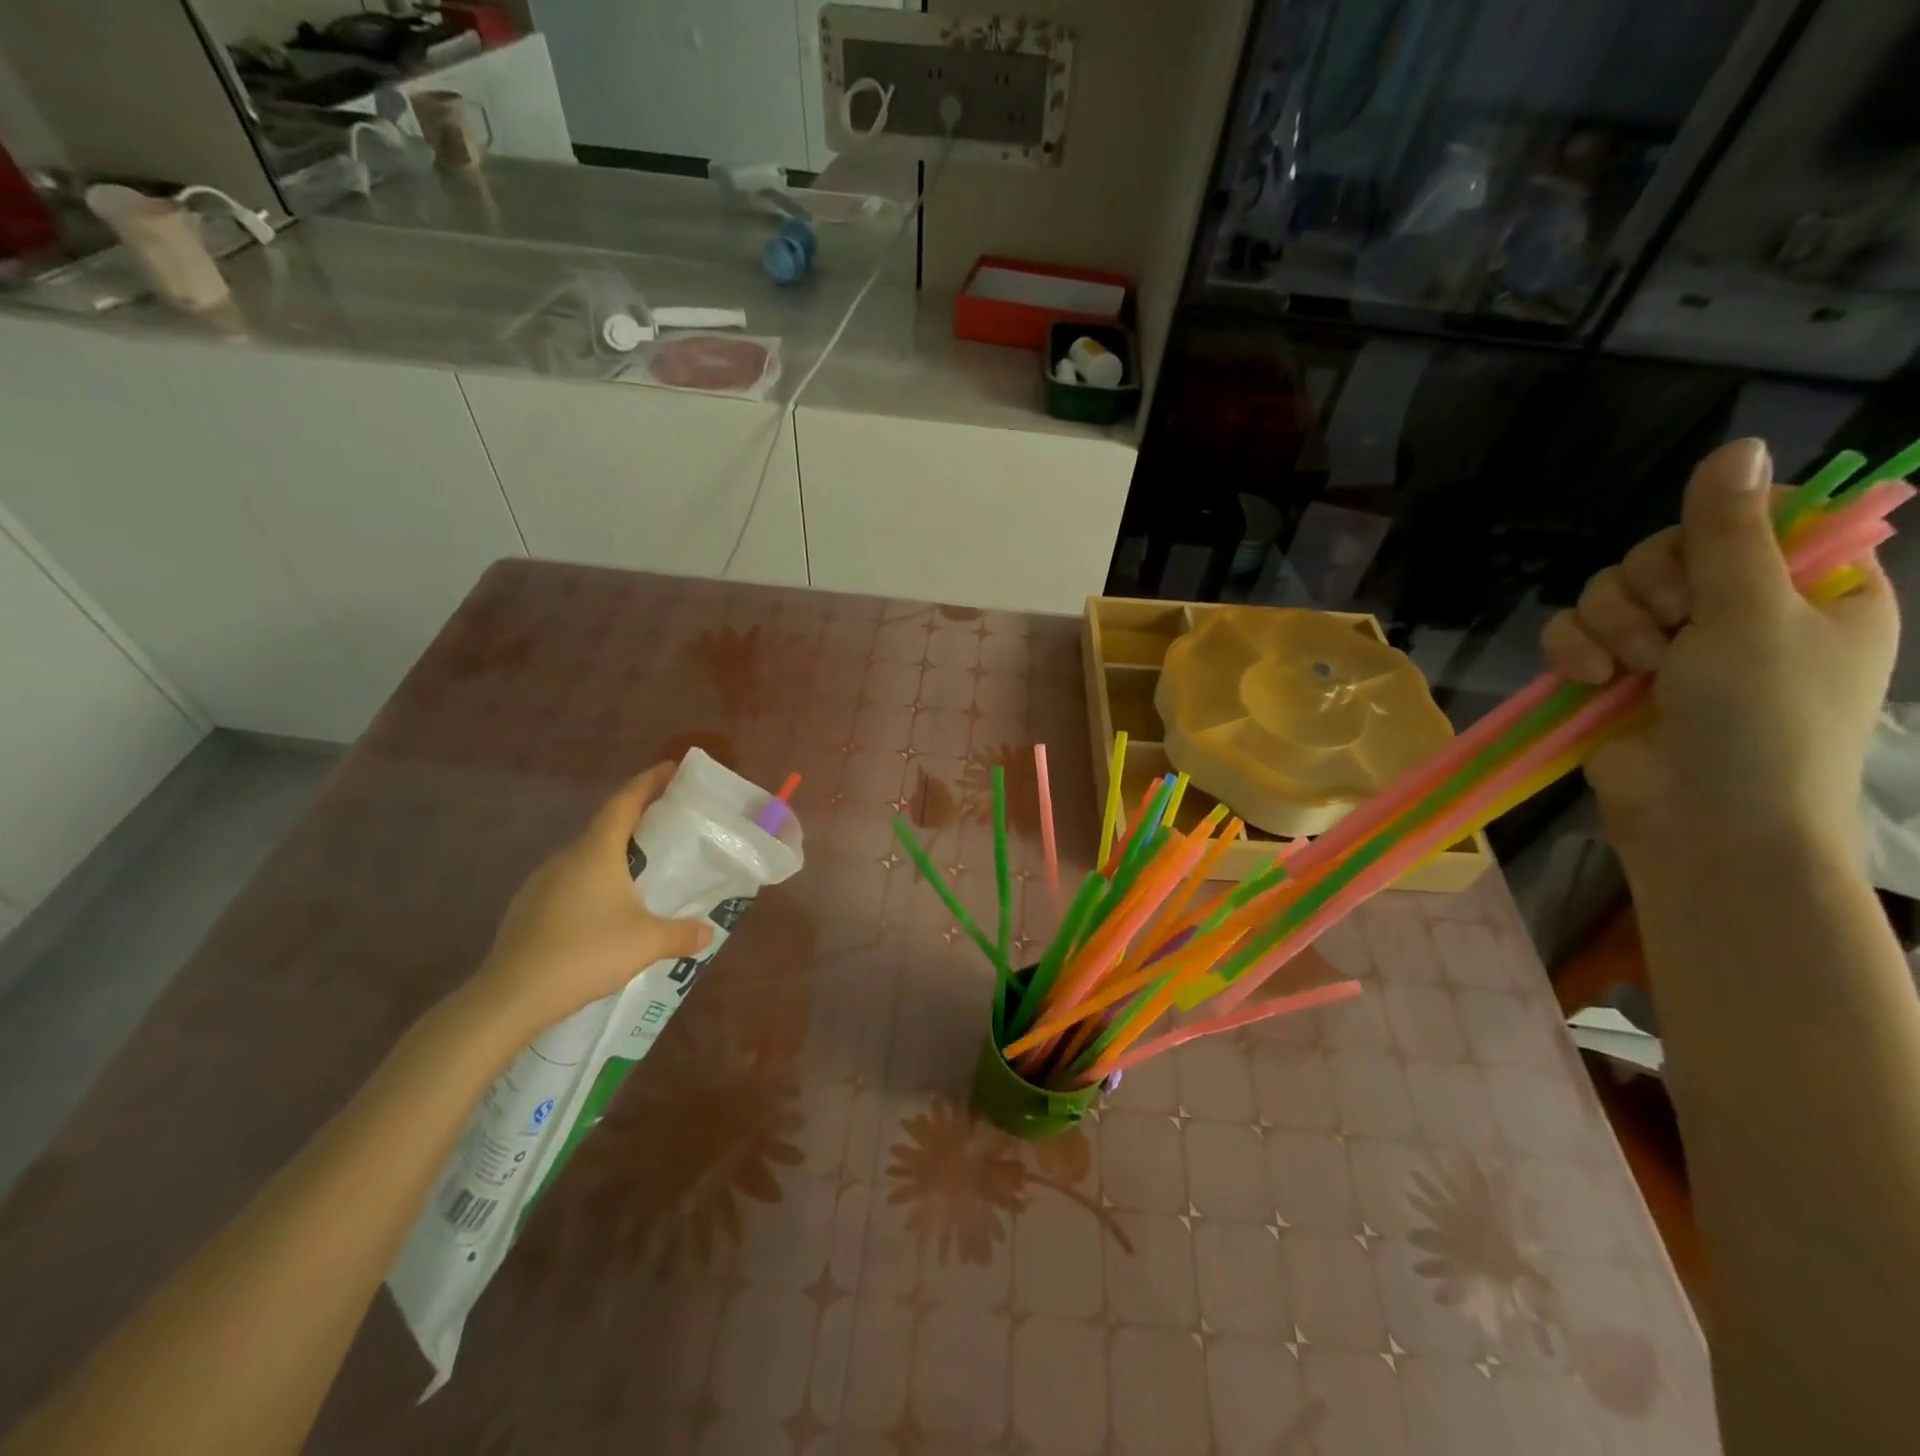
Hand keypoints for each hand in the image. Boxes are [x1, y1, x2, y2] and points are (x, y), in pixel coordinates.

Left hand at [468, 763, 712, 1036]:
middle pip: (606, 825)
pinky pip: (571, 881)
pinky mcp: (529, 908)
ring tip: (642, 869)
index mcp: (596, 852)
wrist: (510, 996)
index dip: (649, 781)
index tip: (671, 767)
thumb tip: (708, 932)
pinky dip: (595, 881)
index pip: (625, 801)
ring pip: (586, 856)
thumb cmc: (584, 953)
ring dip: (615, 853)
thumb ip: (681, 934)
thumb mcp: (646, 943)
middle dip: (638, 818)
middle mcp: (567, 857)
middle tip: (668, 822)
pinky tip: (606, 910)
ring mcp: (542, 882)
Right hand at [1541, 438, 1898, 864]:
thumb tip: (1738, 444)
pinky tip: (1588, 679)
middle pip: (1665, 554)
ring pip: (1609, 592)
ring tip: (1629, 669)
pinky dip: (1572, 652)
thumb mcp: (1753, 615)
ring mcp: (1670, 648)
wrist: (1704, 820)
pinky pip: (1571, 634)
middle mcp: (1737, 612)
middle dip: (1649, 590)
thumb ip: (1730, 534)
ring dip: (1608, 626)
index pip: (1754, 522)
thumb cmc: (1760, 719)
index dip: (1715, 533)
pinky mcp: (1611, 677)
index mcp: (1809, 591)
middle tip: (1670, 629)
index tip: (1708, 567)